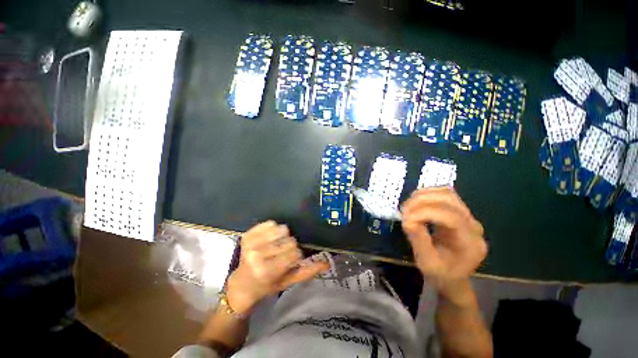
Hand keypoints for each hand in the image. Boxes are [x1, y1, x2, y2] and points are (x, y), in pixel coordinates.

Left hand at [225, 221, 327, 313]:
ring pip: (281, 229)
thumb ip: (307, 272)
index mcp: (267, 271)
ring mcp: (251, 243)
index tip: (290, 261)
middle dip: (290, 247)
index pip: (295, 253)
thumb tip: (327, 263)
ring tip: (276, 245)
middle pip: (289, 240)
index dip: (296, 256)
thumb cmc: (267, 285)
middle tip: (282, 255)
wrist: (242, 284)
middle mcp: (257, 255)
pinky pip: (270, 223)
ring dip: (283, 237)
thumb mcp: (287, 282)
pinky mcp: (247, 234)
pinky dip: (274, 229)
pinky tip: (269, 239)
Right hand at [401, 188, 486, 292]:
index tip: (406, 218)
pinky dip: (427, 194)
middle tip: (404, 209)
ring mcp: (468, 217)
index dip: (425, 213)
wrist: (452, 277)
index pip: (451, 217)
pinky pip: (444, 195)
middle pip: (450, 200)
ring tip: (408, 205)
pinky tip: (416, 202)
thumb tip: (407, 219)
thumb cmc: (440, 274)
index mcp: (470, 243)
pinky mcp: (458, 213)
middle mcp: (473, 226)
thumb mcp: (427, 262)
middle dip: (423, 201)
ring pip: (447, 193)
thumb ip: (419, 240)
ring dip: (424, 195)